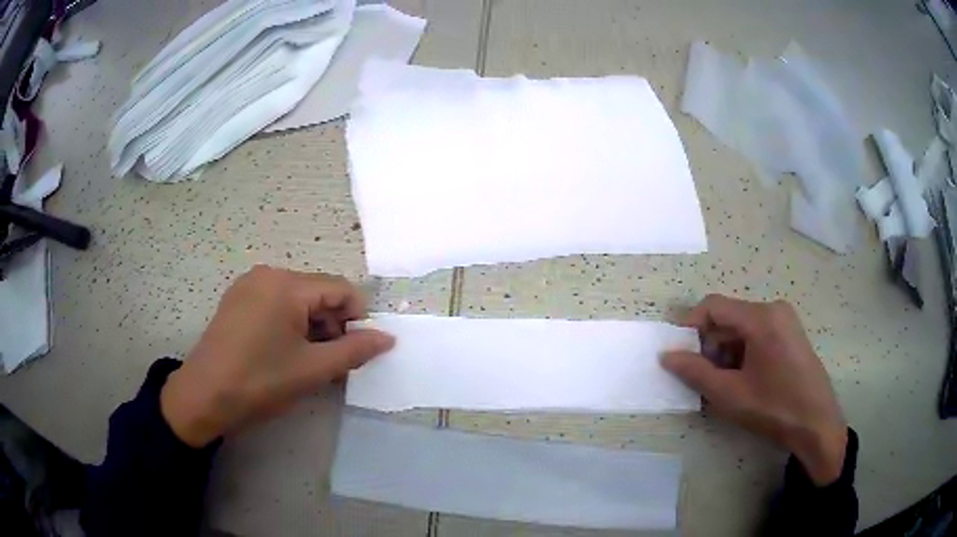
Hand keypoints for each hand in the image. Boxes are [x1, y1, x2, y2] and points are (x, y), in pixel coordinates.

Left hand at [160, 266, 394, 447]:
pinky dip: (291, 326)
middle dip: (333, 325)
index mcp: (286, 285)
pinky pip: (276, 305)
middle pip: (318, 293)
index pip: (341, 289)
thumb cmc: (260, 382)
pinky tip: (286, 355)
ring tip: (311, 363)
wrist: (203, 397)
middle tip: (334, 363)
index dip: (357, 319)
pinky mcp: (237, 301)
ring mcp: (249, 286)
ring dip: (313, 328)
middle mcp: (267, 275)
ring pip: (297, 301)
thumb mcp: (312, 369)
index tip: (358, 352)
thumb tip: (387, 338)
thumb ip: (354, 350)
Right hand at [662, 294, 847, 485]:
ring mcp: (786, 320)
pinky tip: (746, 379)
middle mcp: (774, 309)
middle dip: (710, 344)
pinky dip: (743, 352)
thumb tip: (667, 355)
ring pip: (742, 327)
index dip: (690, 325)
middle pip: (729, 317)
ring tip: (726, 383)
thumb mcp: (729, 394)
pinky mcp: (791, 334)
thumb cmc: (773, 407)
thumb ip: (695, 372)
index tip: (679, 353)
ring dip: (726, 351)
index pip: (714, 306)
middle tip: (704, 377)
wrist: (816, 424)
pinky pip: (758, 334)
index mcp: (761, 317)